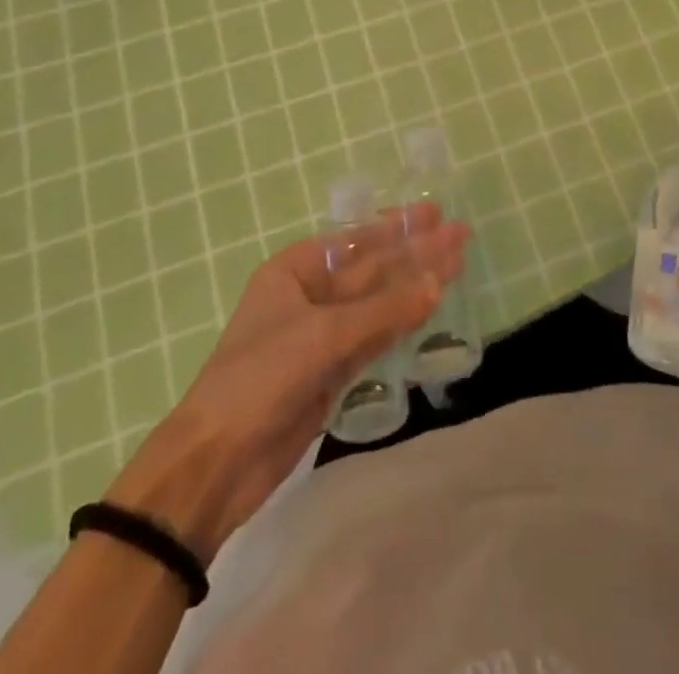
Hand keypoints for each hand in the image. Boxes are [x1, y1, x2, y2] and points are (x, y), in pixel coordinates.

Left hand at [106, 209, 468, 560]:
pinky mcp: (333, 372)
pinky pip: (376, 337)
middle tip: (460, 235)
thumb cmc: (260, 377)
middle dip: (415, 253)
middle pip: (373, 268)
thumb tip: (437, 284)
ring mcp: (322, 335)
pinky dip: (403, 323)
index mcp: (294, 271)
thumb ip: (384, 310)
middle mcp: (309, 296)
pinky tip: (431, 307)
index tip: (435, 213)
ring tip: (457, 265)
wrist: (217, 464)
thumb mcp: (323, 335)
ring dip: (416, 286)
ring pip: (379, 303)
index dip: (397, 226)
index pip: (355, 239)